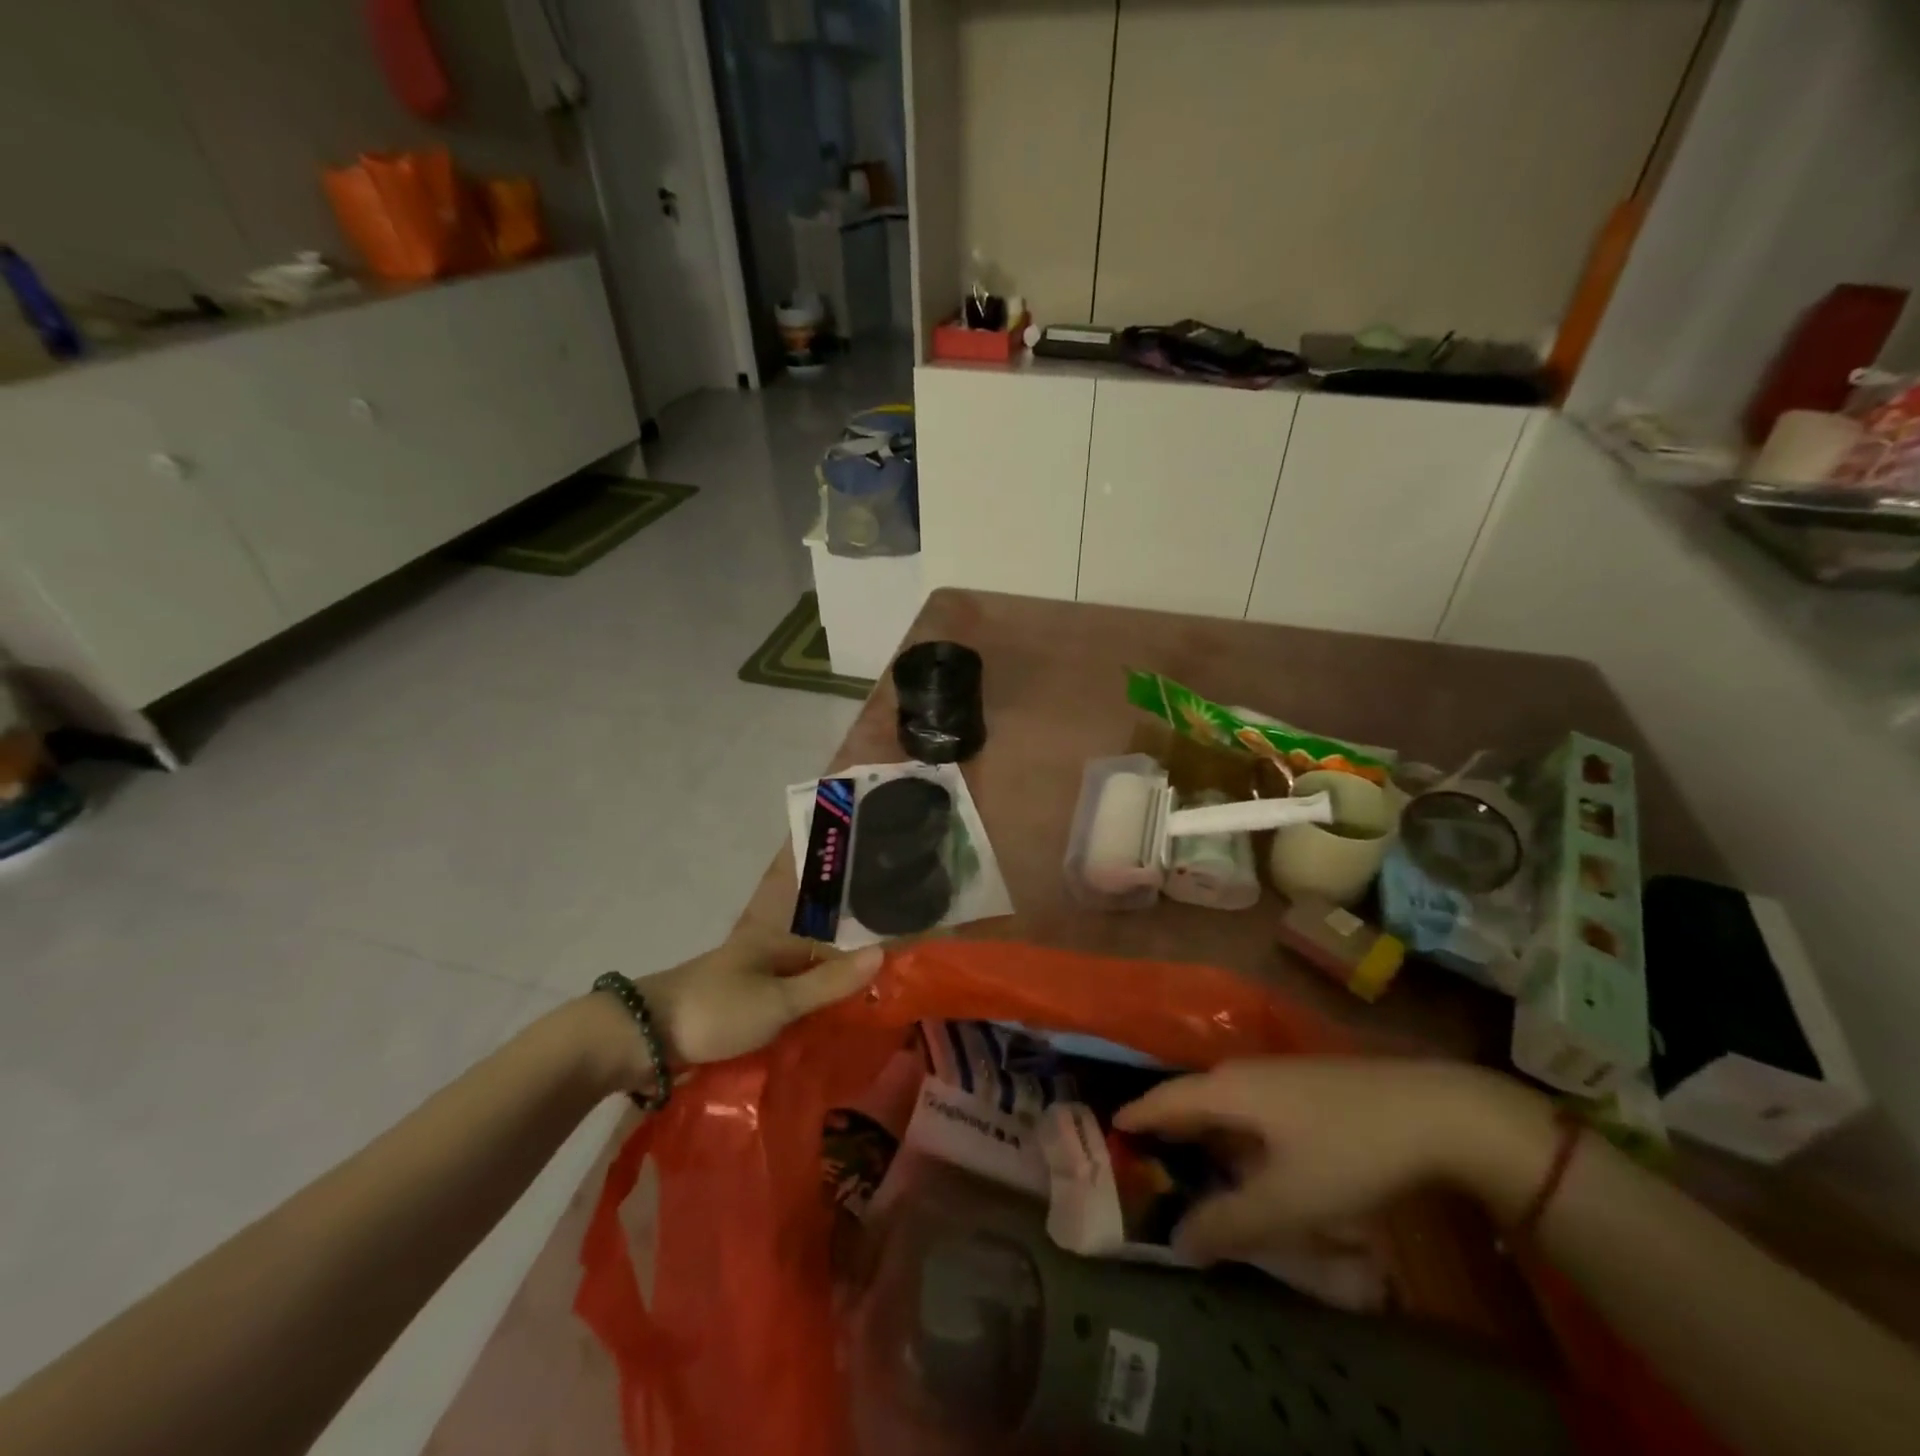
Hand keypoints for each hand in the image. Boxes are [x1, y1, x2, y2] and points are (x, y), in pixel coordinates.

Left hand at [630, 926, 882, 1071]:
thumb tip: (882, 952)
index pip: (827, 955)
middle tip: (850, 1039)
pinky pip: (759, 1018)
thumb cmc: (716, 1011)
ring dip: (800, 1021)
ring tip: (823, 1054)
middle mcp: (755, 956)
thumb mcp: (780, 1001)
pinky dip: (775, 1033)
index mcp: (773, 943)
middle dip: (826, 1003)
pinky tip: (784, 1057)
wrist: (638, 1037)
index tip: (872, 1010)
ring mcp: (733, 984)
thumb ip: (830, 983)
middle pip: (804, 977)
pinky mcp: (716, 1012)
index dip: (851, 978)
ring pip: (781, 1000)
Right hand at [1114, 1058, 1543, 1261]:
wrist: (1432, 1111)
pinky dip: (1234, 1130)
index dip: (1137, 1115)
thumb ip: (1232, 1222)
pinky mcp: (1306, 1085)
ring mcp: (1278, 1075)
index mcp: (1228, 1090)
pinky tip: (1250, 1156)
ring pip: (1225, 1102)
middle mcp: (1244, 1073)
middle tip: (1144, 1156)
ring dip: (1204, 1131)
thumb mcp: (1290, 1199)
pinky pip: (1251, 1106)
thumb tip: (1178, 1241)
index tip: (1109, 1128)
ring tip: (1191, 1161)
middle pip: (1192, 1098)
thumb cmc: (1349, 1151)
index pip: (1165, 1099)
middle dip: (1167, 1127)